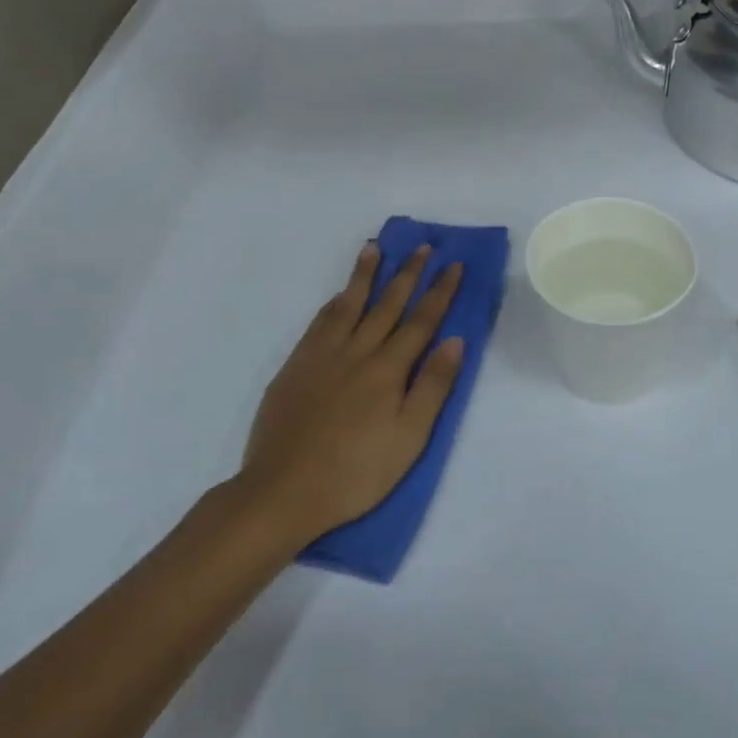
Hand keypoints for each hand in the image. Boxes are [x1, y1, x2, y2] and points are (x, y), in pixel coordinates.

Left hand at [240, 242, 464, 545]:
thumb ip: (433, 387)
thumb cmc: (356, 473)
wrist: (283, 490)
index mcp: (388, 369)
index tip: (453, 265)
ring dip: (364, 275)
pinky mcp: (295, 366)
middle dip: (408, 273)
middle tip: (422, 246)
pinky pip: (319, 322)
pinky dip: (333, 303)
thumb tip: (454, 340)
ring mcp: (321, 355)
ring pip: (348, 304)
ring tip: (374, 248)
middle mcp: (356, 351)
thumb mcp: (409, 438)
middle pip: (387, 304)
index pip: (421, 321)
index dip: (440, 292)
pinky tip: (338, 296)